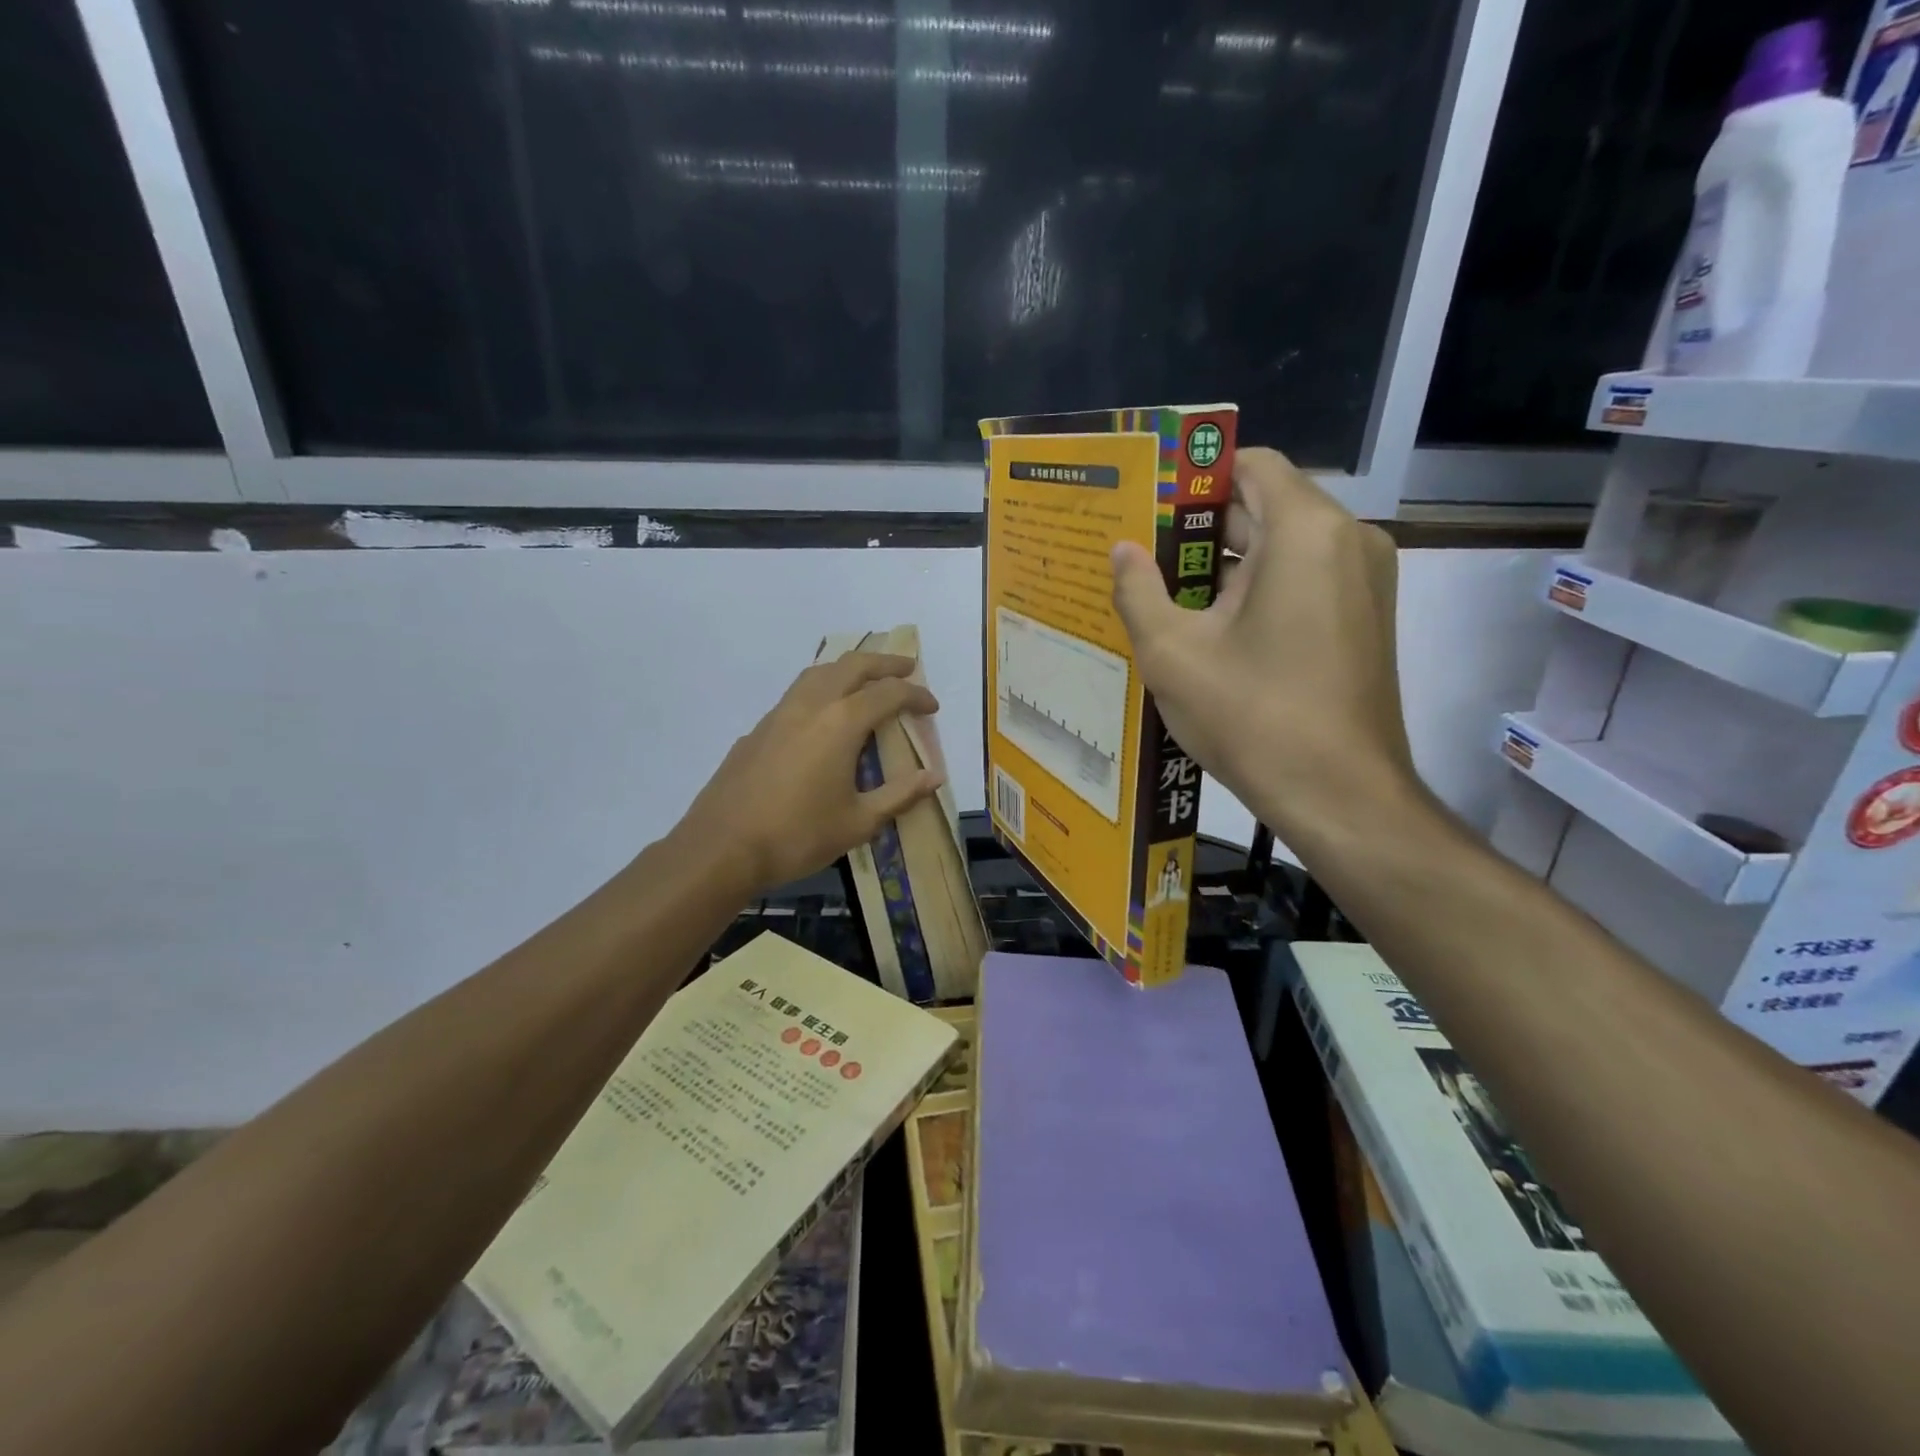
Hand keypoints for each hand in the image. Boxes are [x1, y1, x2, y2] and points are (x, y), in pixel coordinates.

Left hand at [668, 652, 943, 897]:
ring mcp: (779, 714)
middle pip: (852, 666)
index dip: (915, 696)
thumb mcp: (858, 822)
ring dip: (848, 669)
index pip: (888, 694)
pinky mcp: (757, 730)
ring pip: (819, 673)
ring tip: (865, 681)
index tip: (932, 707)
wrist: (721, 848)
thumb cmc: (798, 836)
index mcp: (841, 723)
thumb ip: (900, 795)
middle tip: (907, 668)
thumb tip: (934, 777)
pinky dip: (821, 689)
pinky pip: (797, 694)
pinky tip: (822, 717)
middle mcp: (811, 706)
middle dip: (884, 664)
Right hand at [1110, 447, 1418, 844]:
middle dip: (1200, 526)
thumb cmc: (1252, 716)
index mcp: (1304, 531)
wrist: (1339, 794)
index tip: (1147, 502)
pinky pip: (1303, 580)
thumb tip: (1121, 550)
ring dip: (1224, 563)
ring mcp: (1363, 581)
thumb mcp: (1172, 653)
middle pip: (1265, 506)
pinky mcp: (1363, 619)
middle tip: (1139, 550)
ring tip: (1162, 590)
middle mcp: (1347, 540)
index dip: (1195, 477)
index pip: (1251, 465)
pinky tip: (1207, 626)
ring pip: (1283, 548)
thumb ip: (1138, 591)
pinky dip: (1256, 590)